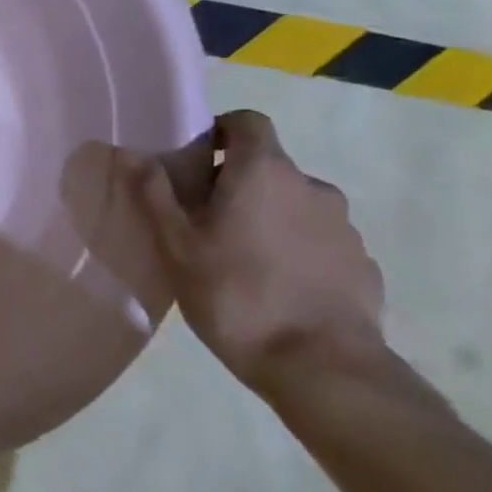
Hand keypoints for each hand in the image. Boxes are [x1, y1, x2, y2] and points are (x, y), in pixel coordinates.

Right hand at [133, 110, 385, 394]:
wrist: (324, 369)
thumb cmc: (236, 295)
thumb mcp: (176, 245)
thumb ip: (154, 193)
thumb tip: (129, 151)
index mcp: (264, 172)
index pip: (247, 122)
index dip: (220, 131)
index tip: (195, 161)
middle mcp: (311, 186)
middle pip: (269, 166)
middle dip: (237, 183)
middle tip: (204, 220)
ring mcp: (344, 226)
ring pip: (295, 205)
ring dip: (268, 217)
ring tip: (240, 259)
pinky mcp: (362, 264)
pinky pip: (319, 240)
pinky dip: (296, 249)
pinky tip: (276, 287)